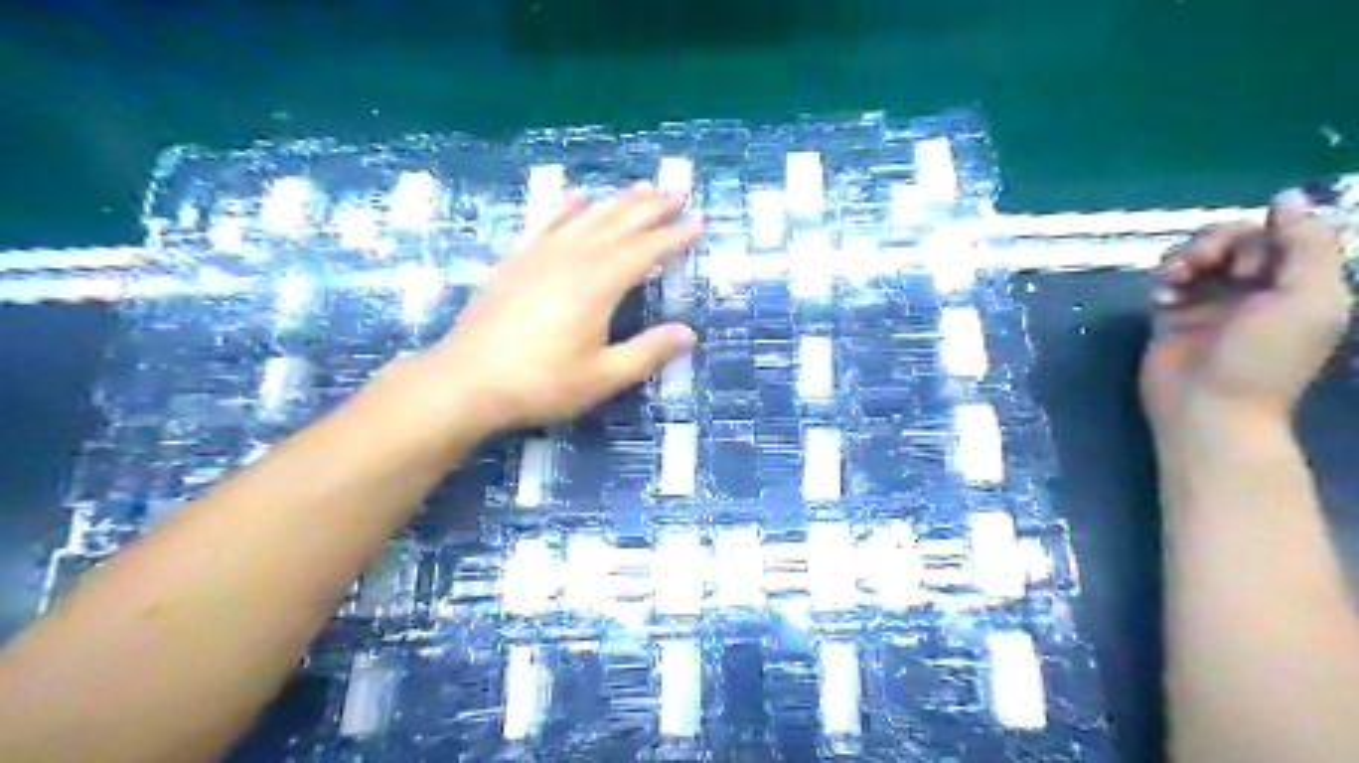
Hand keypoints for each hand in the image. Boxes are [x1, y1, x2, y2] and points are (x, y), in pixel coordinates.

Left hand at [415, 183, 698, 433]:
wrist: (466, 381)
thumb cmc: (541, 383)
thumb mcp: (603, 377)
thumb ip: (647, 352)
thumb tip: (688, 333)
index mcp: (598, 285)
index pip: (645, 251)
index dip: (673, 236)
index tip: (698, 222)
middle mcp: (572, 258)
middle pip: (618, 223)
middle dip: (651, 207)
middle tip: (677, 190)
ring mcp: (539, 254)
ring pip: (585, 217)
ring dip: (616, 200)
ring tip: (640, 187)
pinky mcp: (513, 260)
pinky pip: (543, 221)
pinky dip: (564, 205)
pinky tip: (576, 195)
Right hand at [1140, 187, 1351, 430]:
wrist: (1207, 409)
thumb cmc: (1264, 359)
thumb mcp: (1308, 299)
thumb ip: (1307, 244)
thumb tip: (1288, 196)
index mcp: (1301, 283)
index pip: (1283, 233)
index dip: (1263, 234)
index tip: (1250, 265)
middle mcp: (1258, 287)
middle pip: (1237, 238)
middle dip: (1216, 243)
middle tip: (1202, 265)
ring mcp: (1213, 300)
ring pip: (1199, 254)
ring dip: (1186, 256)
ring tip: (1173, 278)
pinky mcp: (1174, 314)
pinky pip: (1168, 278)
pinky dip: (1164, 279)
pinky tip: (1162, 296)